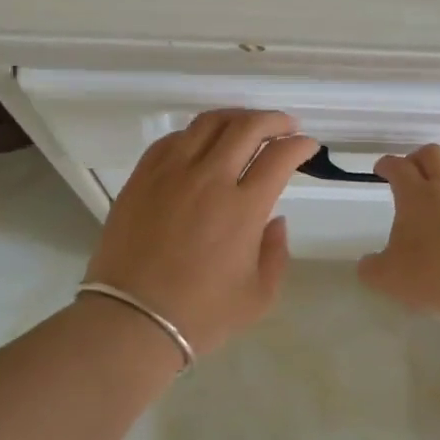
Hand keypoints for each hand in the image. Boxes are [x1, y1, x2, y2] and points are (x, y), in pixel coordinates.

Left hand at [84, 109, 319, 355]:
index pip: (280, 156)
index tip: (307, 146)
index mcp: (243, 207)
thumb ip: (276, 253)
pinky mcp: (142, 177)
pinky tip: (202, 143)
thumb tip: (275, 220)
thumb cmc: (200, 315)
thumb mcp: (258, 296)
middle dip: (274, 120)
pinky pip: (172, 139)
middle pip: (246, 127)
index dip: (300, 144)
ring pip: (208, 123)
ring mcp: (171, 173)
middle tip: (286, 125)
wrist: (131, 321)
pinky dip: (195, 133)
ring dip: (235, 117)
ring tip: (247, 125)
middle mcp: (209, 179)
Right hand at [358, 144, 439, 318]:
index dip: (387, 164)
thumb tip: (366, 265)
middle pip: (433, 153)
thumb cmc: (434, 276)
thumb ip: (372, 268)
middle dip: (419, 157)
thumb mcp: (388, 278)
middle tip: (413, 171)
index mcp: (416, 196)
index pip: (398, 167)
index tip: (382, 169)